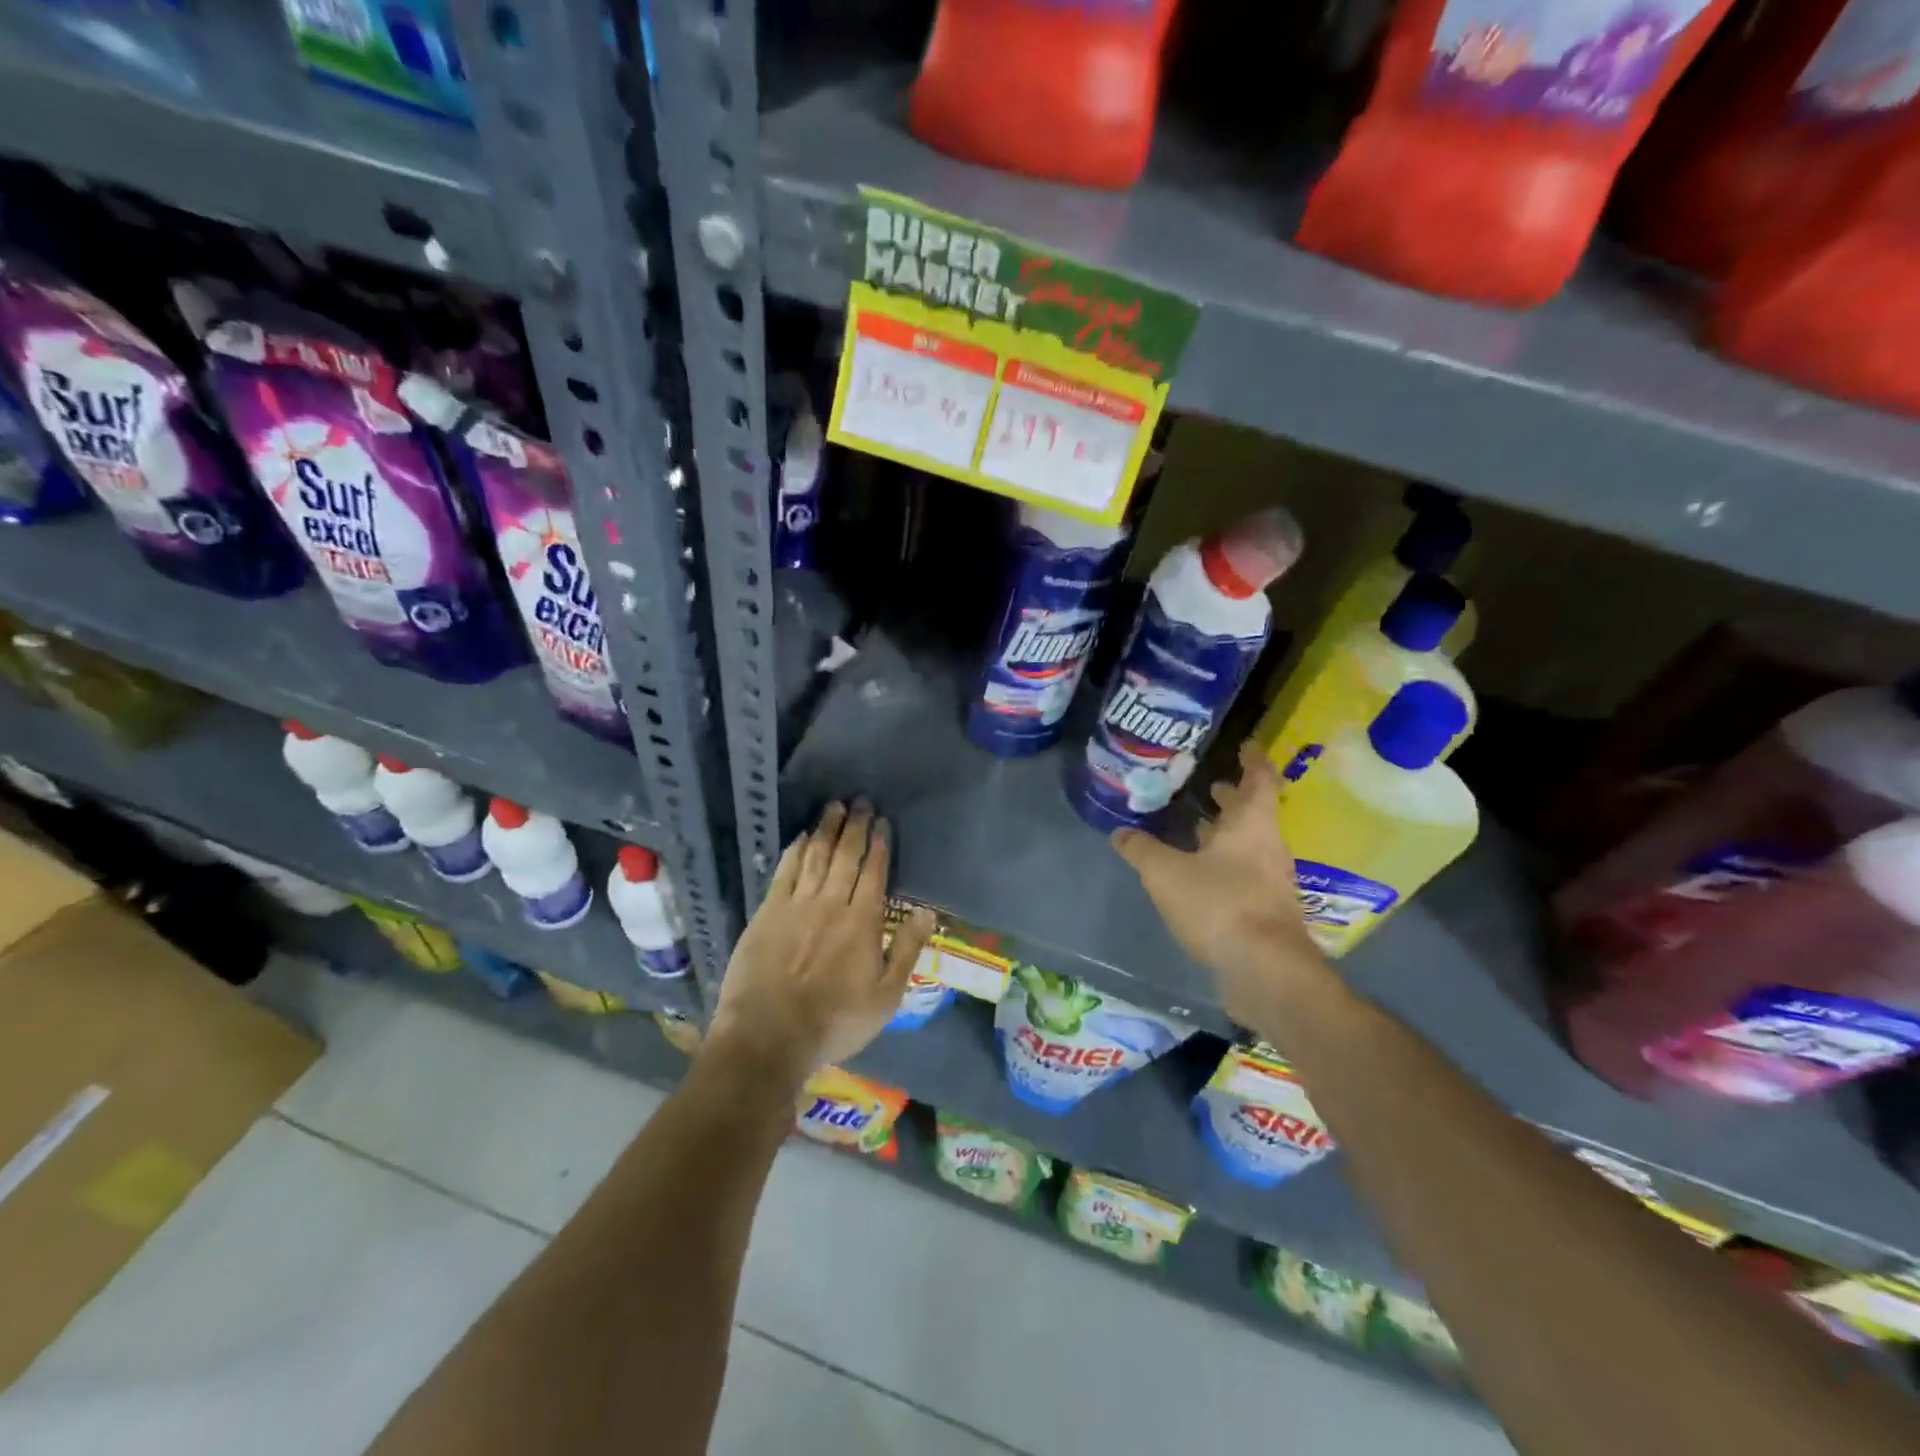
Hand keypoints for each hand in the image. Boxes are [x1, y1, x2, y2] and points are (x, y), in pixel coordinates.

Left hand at [703, 801, 935, 1090]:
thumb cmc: (835, 1021)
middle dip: (855, 826)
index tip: (882, 822)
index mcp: (863, 921)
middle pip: (845, 856)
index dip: (879, 844)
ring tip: (834, 807)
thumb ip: (907, 950)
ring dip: (826, 829)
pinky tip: (800, 836)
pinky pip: (784, 872)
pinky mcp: (767, 913)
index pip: (874, 872)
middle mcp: (831, 903)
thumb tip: (927, 911)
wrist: (769, 1036)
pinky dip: (794, 851)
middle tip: (861, 801)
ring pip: (815, 856)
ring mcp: (796, 905)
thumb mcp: (886, 996)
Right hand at [1111, 743, 1331, 1035]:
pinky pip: (1246, 873)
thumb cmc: (1219, 904)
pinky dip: (1226, 864)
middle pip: (1255, 813)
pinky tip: (1201, 874)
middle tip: (1210, 786)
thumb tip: (1121, 833)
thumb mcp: (1165, 873)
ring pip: (1250, 845)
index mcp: (1251, 825)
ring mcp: (1272, 881)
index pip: (1260, 780)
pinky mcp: (1266, 910)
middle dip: (1233, 799)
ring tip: (1197, 828)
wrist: (1264, 969)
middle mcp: (1268, 847)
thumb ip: (1142, 850)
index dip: (1253, 760)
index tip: (1245, 745)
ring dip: (1227, 833)